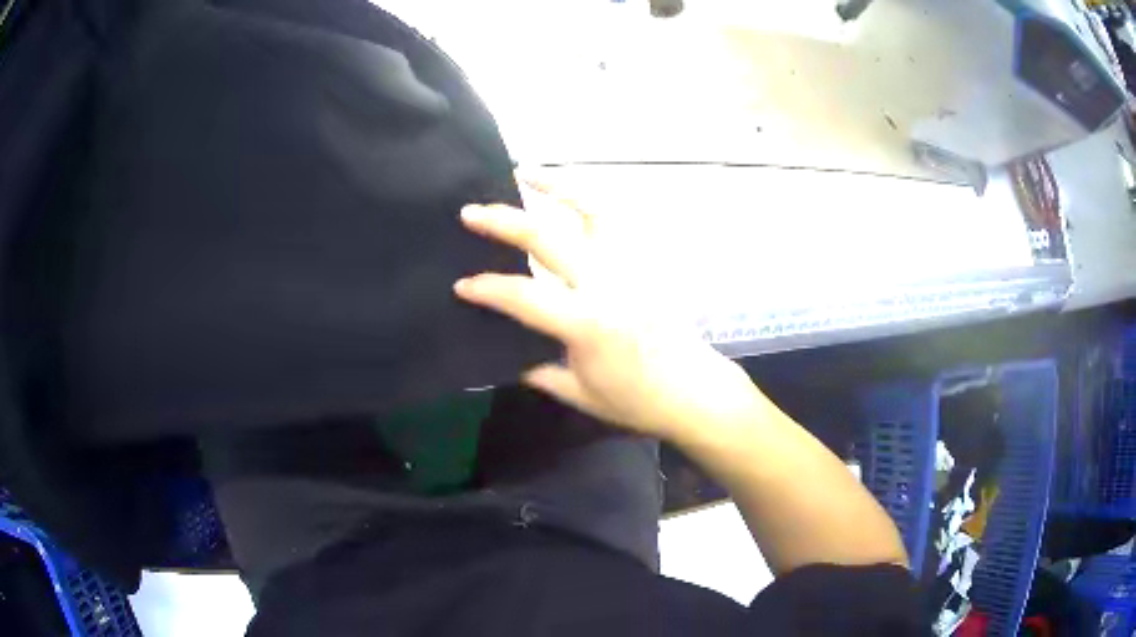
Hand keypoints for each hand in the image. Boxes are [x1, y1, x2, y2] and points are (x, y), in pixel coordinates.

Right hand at [455, 180, 763, 440]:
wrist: (694, 392)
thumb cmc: (637, 401)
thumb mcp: (581, 395)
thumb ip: (540, 371)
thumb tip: (509, 355)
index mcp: (588, 324)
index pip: (524, 296)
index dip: (487, 289)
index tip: (462, 285)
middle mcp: (607, 285)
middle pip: (547, 239)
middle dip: (503, 223)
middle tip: (470, 213)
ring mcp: (630, 267)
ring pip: (590, 212)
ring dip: (555, 187)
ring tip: (525, 172)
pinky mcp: (645, 262)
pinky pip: (615, 222)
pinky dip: (589, 201)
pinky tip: (569, 194)